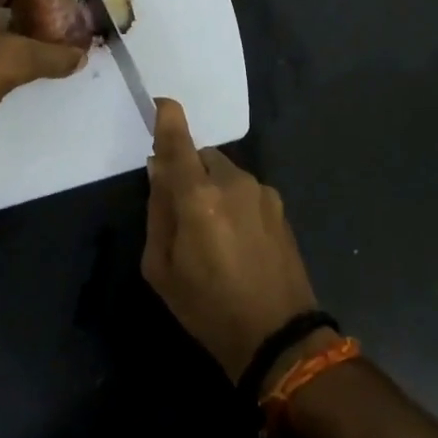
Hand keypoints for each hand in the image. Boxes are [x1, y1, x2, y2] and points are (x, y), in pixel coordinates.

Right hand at [142, 98, 320, 387]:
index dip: (168, 119)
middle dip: (188, 172)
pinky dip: (233, 200)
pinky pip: (245, 189)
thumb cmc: (207, 307)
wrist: (277, 335)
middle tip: (181, 210)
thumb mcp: (161, 268)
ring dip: (212, 187)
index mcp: (198, 197)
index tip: (162, 103)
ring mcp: (261, 192)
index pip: (179, 144)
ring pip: (225, 172)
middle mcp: (232, 183)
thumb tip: (159, 171)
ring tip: (212, 232)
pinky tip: (237, 238)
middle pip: (202, 157)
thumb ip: (158, 212)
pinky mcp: (279, 205)